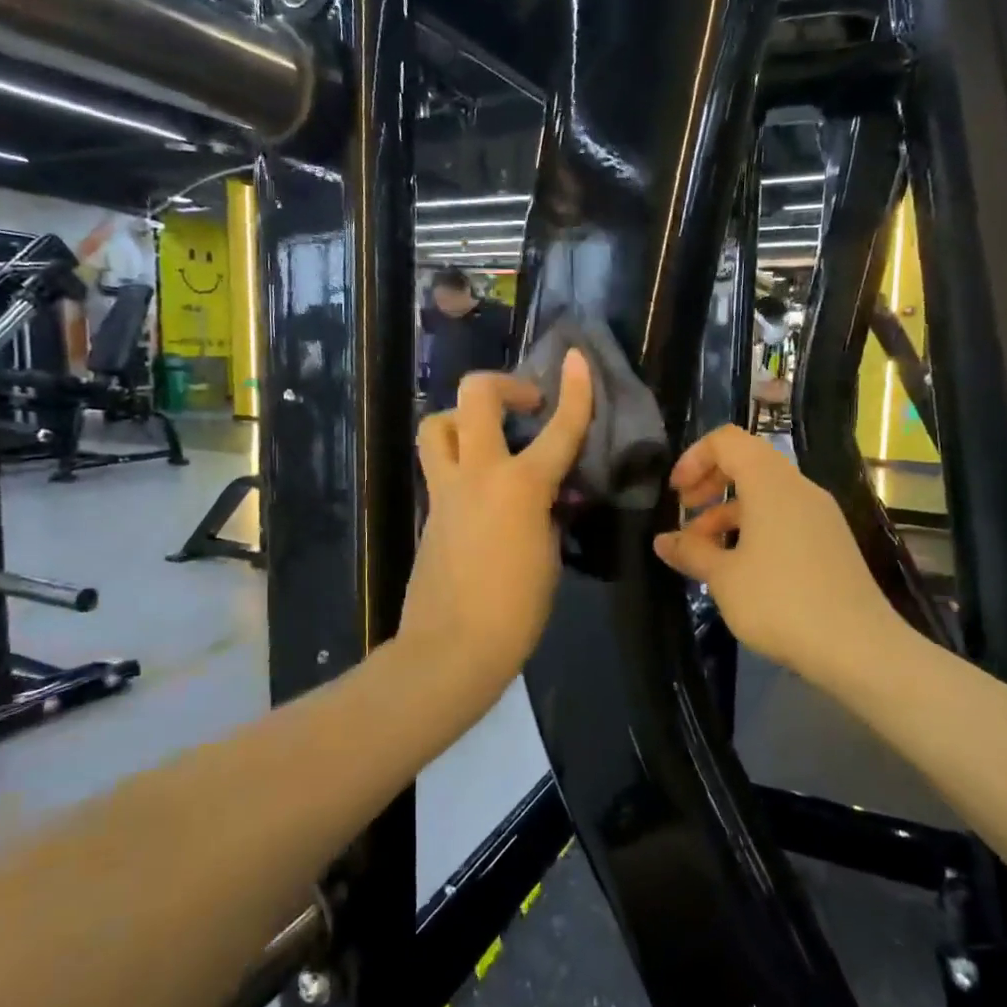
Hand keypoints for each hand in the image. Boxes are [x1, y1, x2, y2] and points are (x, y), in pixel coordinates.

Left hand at [400, 352, 593, 699]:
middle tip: (525, 403)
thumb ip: (547, 512)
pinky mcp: (428, 510)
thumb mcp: (547, 554)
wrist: (451, 648)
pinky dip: (458, 459)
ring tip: (488, 437)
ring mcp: (445, 490)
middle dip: (502, 384)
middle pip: (475, 396)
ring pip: (437, 424)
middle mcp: (478, 474)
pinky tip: (481, 489)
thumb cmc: (515, 611)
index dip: (574, 390)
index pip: (558, 427)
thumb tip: (546, 495)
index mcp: (520, 486)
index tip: (577, 359)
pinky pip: (439, 466)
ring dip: (462, 417)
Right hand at [653, 425, 916, 689]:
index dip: (694, 458)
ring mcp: (819, 516)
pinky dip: (753, 530)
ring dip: (728, 513)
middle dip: (709, 484)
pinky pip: (784, 518)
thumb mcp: (723, 577)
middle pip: (747, 463)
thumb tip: (663, 541)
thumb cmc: (780, 601)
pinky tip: (738, 569)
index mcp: (771, 483)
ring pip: (765, 495)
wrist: (858, 648)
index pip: (727, 440)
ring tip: (704, 554)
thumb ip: (691, 551)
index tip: (676, 495)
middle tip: (685, 516)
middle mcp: (799, 489)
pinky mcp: (830, 542)